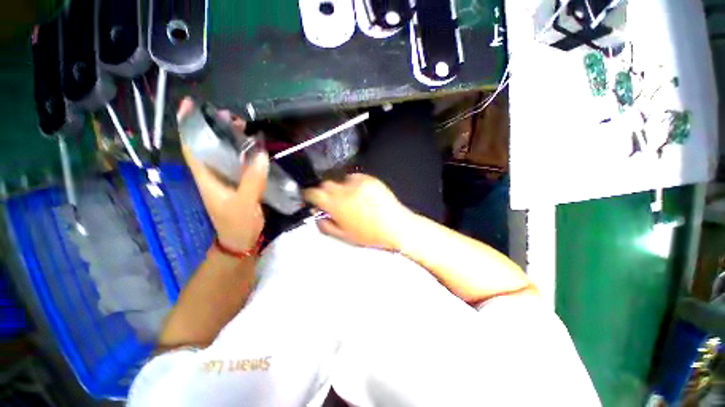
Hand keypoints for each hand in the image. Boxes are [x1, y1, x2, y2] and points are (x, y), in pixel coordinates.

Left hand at [178, 97, 268, 251]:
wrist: (240, 240)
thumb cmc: (237, 224)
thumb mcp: (244, 204)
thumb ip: (252, 181)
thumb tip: (260, 154)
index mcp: (206, 178)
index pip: (192, 148)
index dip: (188, 125)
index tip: (190, 104)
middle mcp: (212, 175)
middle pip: (208, 145)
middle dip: (215, 127)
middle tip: (233, 117)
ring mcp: (225, 179)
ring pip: (223, 153)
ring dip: (231, 138)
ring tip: (244, 127)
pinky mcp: (238, 183)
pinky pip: (237, 162)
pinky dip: (243, 151)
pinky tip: (254, 147)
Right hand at [303, 174, 412, 250]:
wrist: (395, 226)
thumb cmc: (370, 235)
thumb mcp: (343, 236)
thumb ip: (325, 224)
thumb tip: (317, 213)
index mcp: (336, 204)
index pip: (313, 193)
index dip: (308, 195)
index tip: (309, 197)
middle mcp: (345, 190)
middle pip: (325, 184)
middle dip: (324, 192)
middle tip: (330, 201)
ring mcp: (358, 182)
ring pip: (339, 180)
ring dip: (339, 188)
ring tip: (347, 199)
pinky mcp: (369, 179)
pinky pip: (354, 177)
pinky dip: (351, 184)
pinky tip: (358, 194)